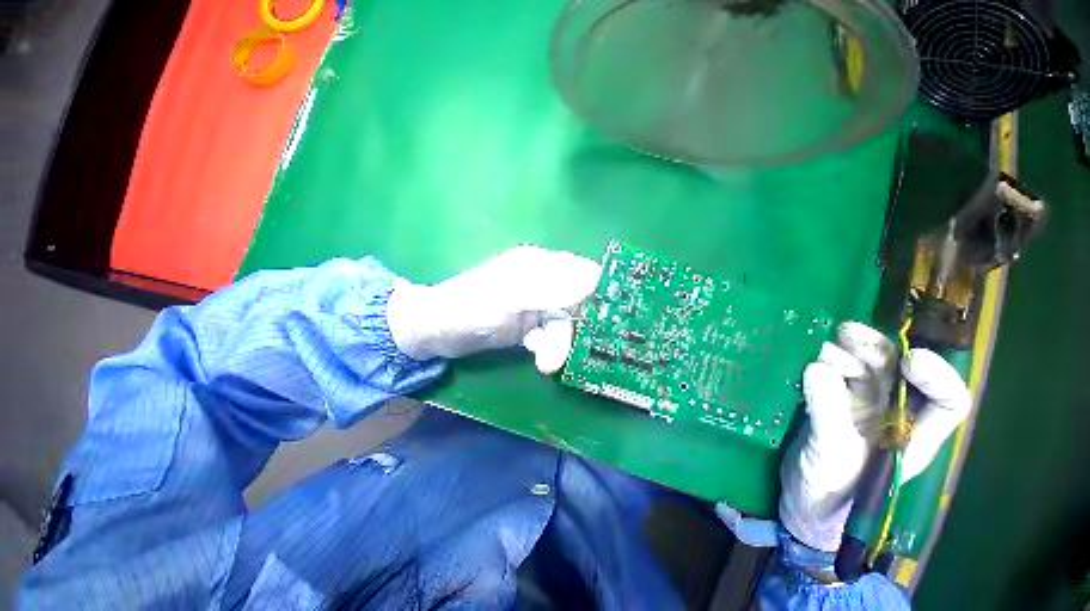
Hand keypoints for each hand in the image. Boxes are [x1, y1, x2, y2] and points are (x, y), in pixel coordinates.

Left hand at [387, 246, 600, 372]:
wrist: (438, 332)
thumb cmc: (471, 308)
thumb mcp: (511, 296)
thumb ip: (551, 288)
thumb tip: (595, 277)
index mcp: (540, 265)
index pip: (583, 272)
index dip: (599, 292)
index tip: (610, 318)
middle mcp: (542, 282)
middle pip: (577, 303)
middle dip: (574, 328)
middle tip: (569, 349)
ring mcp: (535, 305)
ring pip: (564, 323)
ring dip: (558, 343)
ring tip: (545, 361)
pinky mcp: (529, 324)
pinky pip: (551, 335)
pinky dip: (547, 346)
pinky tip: (533, 350)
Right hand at [779, 322, 971, 551]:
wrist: (802, 503)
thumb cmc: (830, 496)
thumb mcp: (832, 459)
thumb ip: (829, 415)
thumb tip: (817, 368)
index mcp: (912, 436)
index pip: (946, 401)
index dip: (937, 376)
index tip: (908, 360)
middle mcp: (891, 415)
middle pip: (897, 372)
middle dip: (877, 350)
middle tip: (845, 333)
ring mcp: (857, 407)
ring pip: (860, 368)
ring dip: (841, 352)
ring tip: (816, 349)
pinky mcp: (826, 402)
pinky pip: (827, 374)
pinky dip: (817, 361)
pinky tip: (803, 356)